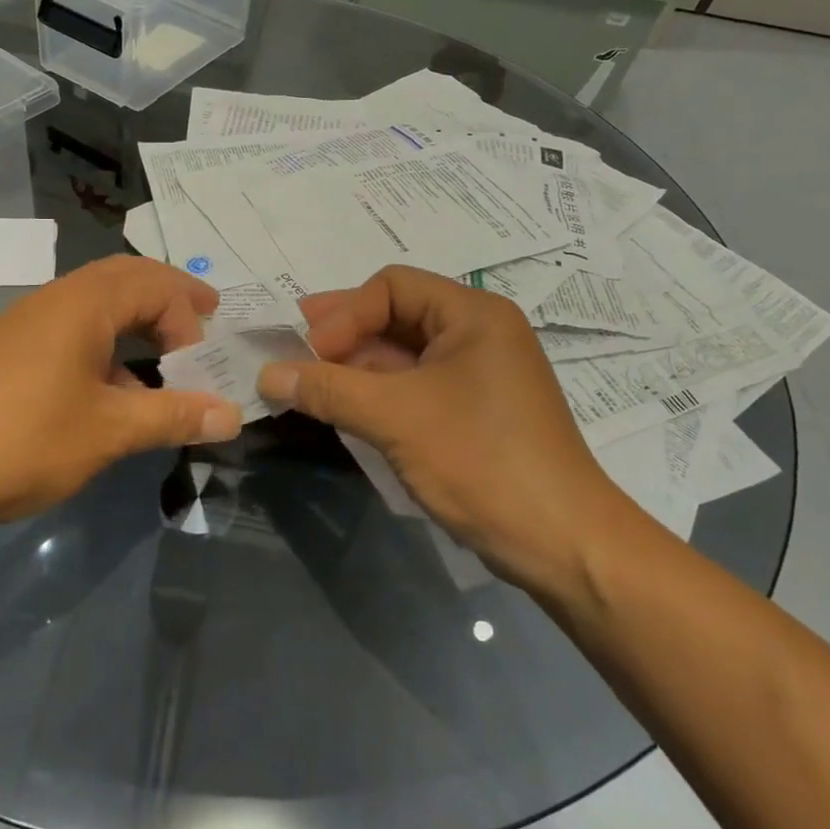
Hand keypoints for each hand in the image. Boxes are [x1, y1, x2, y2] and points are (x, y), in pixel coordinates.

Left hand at [0, 256, 239, 540]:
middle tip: (206, 320)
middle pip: (126, 279)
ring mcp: (28, 325)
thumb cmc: (16, 440)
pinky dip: (108, 349)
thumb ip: (172, 417)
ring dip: (138, 323)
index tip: (204, 365)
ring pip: (98, 306)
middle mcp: (57, 300)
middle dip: (170, 298)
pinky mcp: (10, 355)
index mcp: (84, 303)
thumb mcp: (106, 432)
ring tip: (168, 360)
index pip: (156, 285)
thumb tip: (233, 415)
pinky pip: (75, 333)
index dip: (190, 317)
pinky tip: (115, 395)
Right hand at [257, 266, 629, 594]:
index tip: (309, 353)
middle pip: (396, 315)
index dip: (344, 313)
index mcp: (473, 314)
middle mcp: (478, 333)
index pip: (392, 286)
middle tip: (293, 352)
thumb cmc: (481, 460)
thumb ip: (329, 389)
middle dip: (343, 334)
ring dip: (356, 366)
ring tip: (309, 382)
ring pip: (403, 354)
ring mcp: (478, 374)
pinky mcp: (473, 411)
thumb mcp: (397, 418)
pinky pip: (415, 386)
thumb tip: (267, 373)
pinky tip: (345, 407)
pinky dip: (378, 393)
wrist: (562, 542)